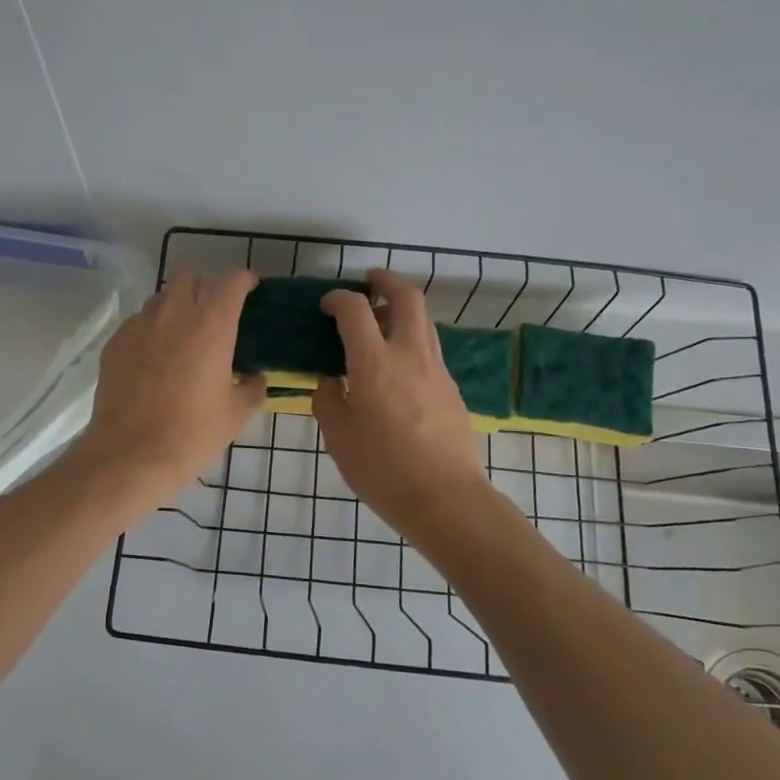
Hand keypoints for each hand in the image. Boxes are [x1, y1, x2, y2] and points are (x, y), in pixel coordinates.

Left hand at [70, 269, 264, 502]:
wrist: (130, 455)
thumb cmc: (192, 433)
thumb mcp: (236, 414)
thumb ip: (252, 388)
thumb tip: (255, 378)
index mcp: (212, 324)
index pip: (231, 281)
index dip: (244, 280)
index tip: (250, 289)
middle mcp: (175, 313)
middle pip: (189, 276)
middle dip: (204, 287)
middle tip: (212, 314)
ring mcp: (140, 325)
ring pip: (161, 298)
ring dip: (175, 307)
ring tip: (182, 335)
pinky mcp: (115, 342)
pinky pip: (138, 322)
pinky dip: (151, 330)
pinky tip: (154, 358)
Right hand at [313, 269, 490, 528]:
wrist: (445, 499)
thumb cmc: (383, 470)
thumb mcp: (339, 437)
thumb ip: (329, 400)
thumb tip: (331, 380)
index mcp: (375, 363)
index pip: (355, 310)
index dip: (338, 298)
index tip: (327, 304)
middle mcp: (409, 354)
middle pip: (407, 296)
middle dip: (387, 280)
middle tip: (370, 281)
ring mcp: (436, 369)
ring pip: (424, 320)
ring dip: (402, 309)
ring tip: (381, 322)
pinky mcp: (451, 387)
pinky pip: (430, 348)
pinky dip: (412, 339)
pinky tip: (398, 366)